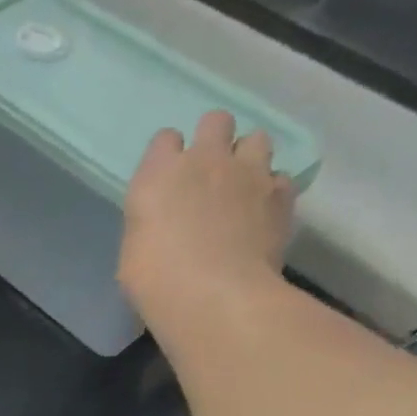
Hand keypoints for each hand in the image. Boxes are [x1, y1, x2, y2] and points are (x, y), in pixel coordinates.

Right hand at [119, 110, 294, 328]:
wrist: (213, 294)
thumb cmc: (154, 278)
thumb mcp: (134, 247)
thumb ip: (152, 219)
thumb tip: (165, 223)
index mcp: (158, 174)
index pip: (165, 139)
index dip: (168, 155)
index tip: (168, 177)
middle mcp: (205, 160)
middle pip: (216, 121)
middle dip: (214, 139)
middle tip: (208, 171)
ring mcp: (249, 172)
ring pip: (256, 139)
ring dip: (248, 157)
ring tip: (241, 186)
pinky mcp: (281, 193)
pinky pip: (280, 177)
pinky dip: (271, 190)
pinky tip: (262, 212)